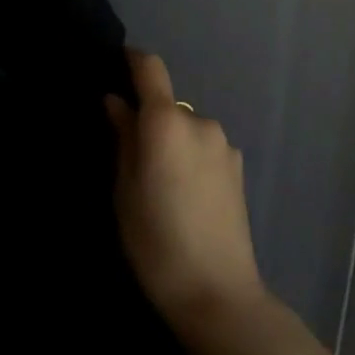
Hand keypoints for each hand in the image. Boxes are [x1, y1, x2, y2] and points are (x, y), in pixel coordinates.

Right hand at [105, 49, 265, 334]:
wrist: (218, 295)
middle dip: (149, 119)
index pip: (150, 68)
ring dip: (172, 140)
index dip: (132, 59)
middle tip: (132, 156)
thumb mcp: (125, 190)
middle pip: (167, 104)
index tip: (116, 63)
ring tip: (161, 183)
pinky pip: (204, 146)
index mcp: (167, 121)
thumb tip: (116, 102)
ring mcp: (224, 144)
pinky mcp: (238, 167)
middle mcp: (199, 121)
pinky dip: (190, 156)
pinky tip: (186, 195)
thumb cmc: (157, 241)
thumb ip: (123, 138)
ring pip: (186, 127)